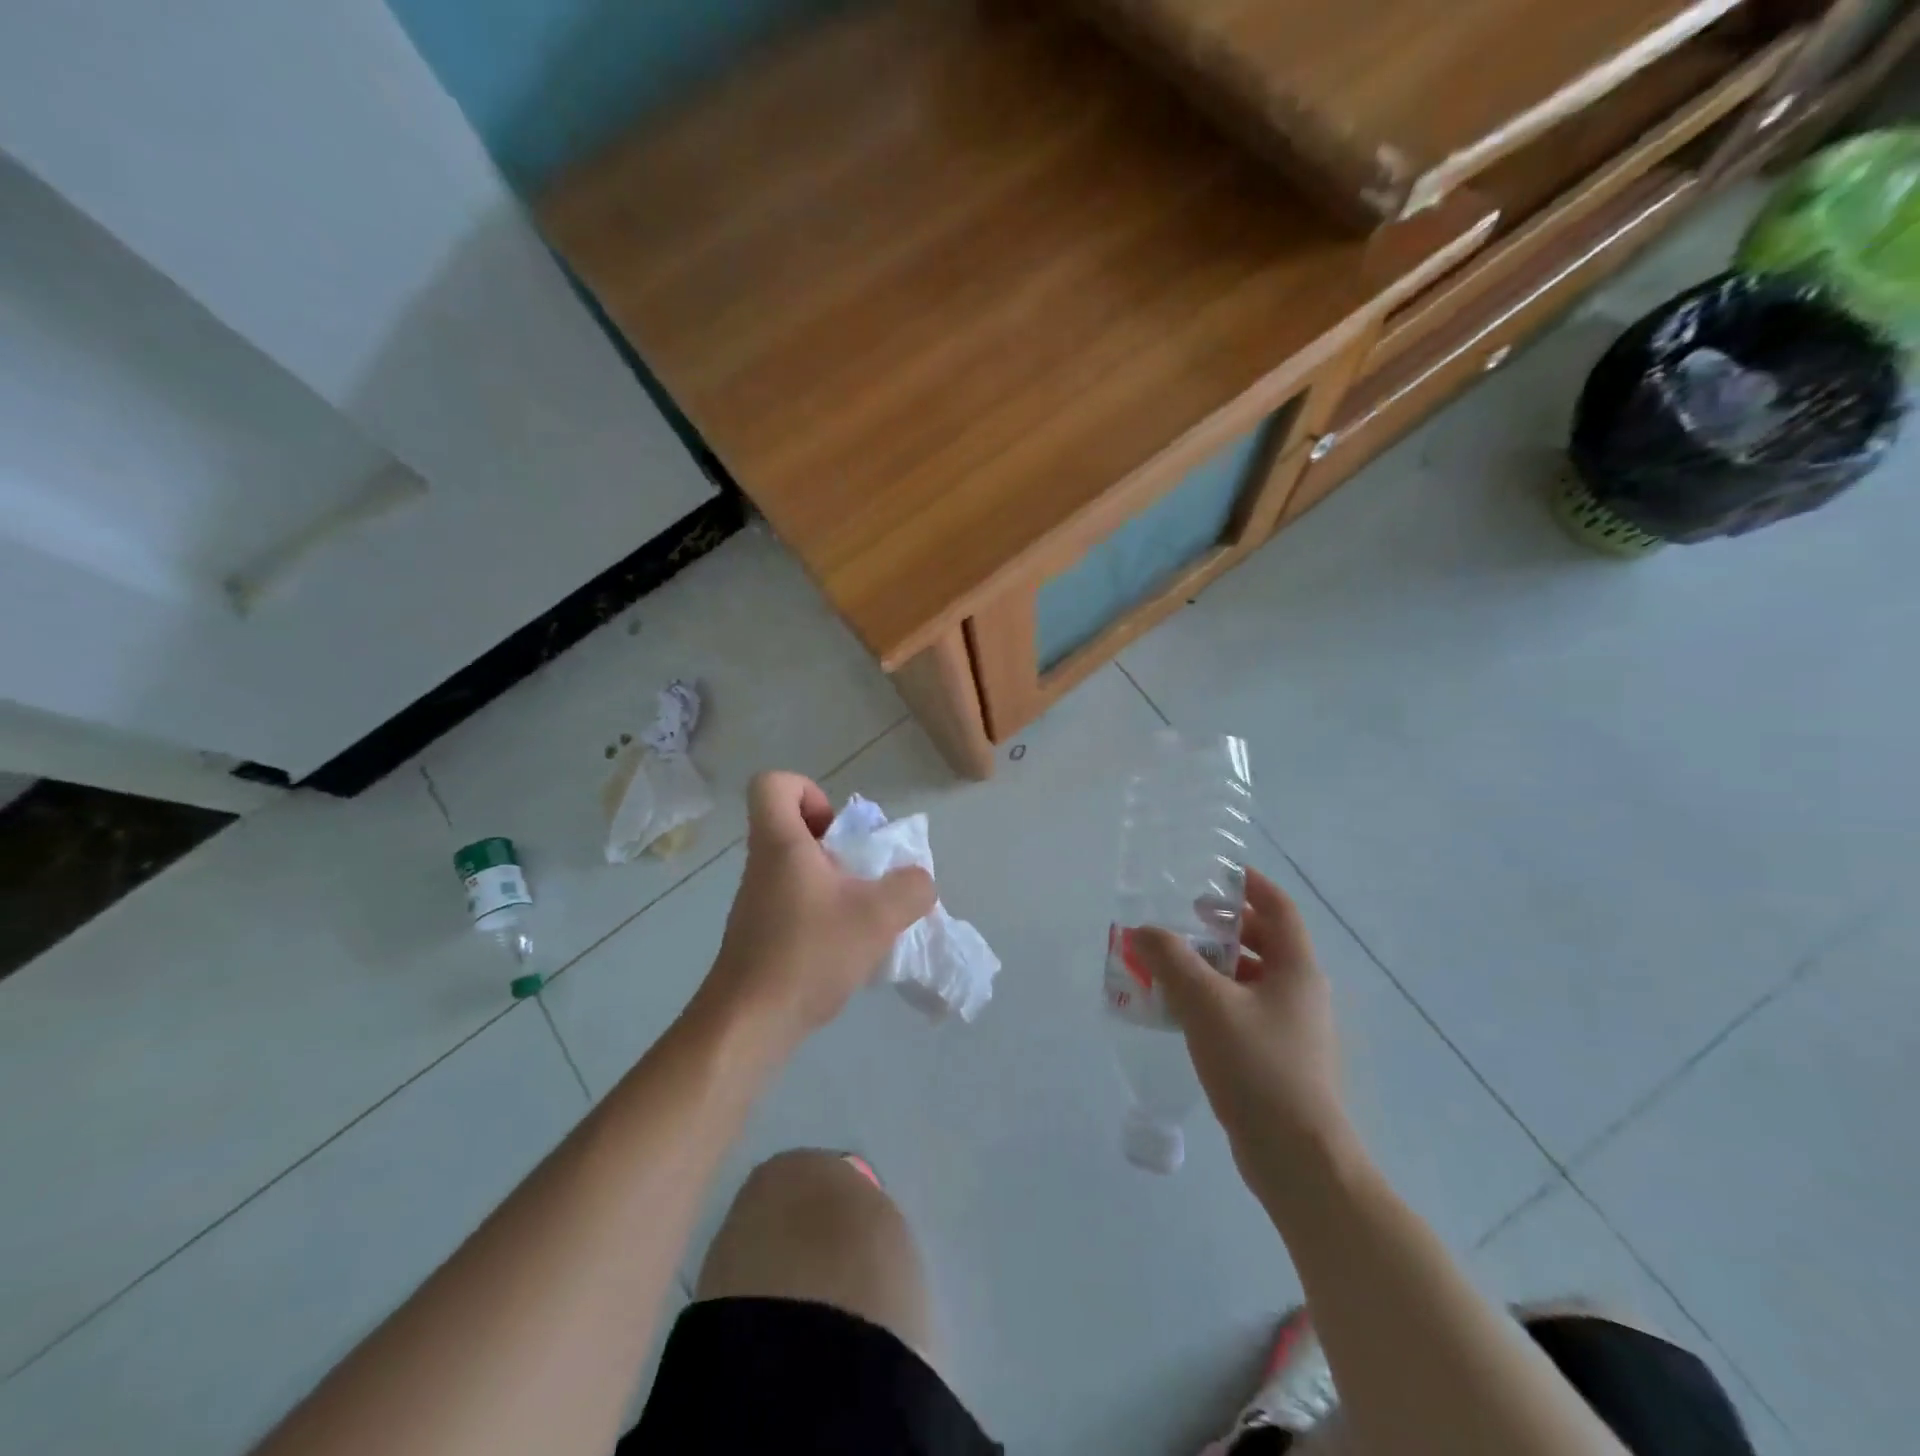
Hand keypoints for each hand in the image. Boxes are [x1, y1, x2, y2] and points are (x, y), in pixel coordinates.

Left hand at [702, 772, 935, 1046]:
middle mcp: (763, 865)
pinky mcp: (760, 936)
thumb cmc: (809, 953)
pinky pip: (796, 905)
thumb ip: (911, 888)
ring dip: (835, 884)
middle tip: (863, 875)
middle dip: (837, 845)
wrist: (749, 1024)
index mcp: (780, 843)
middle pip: (794, 828)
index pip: (773, 784)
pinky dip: (825, 916)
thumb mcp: (878, 916)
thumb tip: (918, 882)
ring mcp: (758, 902)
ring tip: (863, 918)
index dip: (808, 791)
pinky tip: (846, 950)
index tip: (837, 829)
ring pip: (798, 870)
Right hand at [1131, 868, 1352, 1197]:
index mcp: (1297, 969)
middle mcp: (1300, 992)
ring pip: (1250, 979)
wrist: (1297, 1158)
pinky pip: (1243, 1011)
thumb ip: (1171, 960)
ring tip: (1171, 965)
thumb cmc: (1257, 1067)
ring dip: (1213, 966)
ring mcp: (1292, 1028)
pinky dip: (1214, 999)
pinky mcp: (1278, 1058)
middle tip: (1183, 920)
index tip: (1215, 873)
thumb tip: (1142, 930)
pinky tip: (1181, 1012)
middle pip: (1264, 942)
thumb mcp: (1206, 1004)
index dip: (1250, 884)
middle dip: (1223, 927)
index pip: (1278, 908)